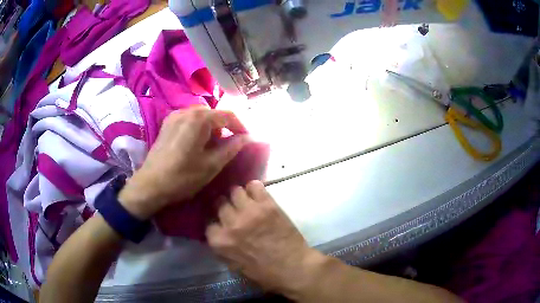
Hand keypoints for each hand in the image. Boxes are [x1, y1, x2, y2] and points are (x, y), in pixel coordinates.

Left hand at [119, 106, 248, 219]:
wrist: (150, 185)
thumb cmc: (183, 176)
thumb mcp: (212, 165)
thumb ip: (231, 148)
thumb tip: (246, 138)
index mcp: (199, 118)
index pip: (227, 115)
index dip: (240, 127)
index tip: (247, 139)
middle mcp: (186, 111)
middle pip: (213, 113)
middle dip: (224, 126)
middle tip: (230, 144)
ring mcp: (174, 116)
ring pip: (200, 116)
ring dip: (211, 127)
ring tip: (214, 145)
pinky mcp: (166, 124)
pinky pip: (188, 120)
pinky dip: (198, 128)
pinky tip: (197, 143)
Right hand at [206, 181, 322, 295]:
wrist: (294, 267)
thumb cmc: (264, 273)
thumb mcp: (234, 266)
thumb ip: (222, 248)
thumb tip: (218, 234)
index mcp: (220, 242)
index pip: (208, 223)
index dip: (216, 222)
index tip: (222, 222)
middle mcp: (231, 224)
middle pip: (220, 203)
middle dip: (225, 207)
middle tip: (234, 210)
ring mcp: (249, 212)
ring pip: (235, 191)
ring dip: (239, 196)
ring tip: (246, 201)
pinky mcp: (267, 205)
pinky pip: (255, 186)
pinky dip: (255, 188)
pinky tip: (258, 195)